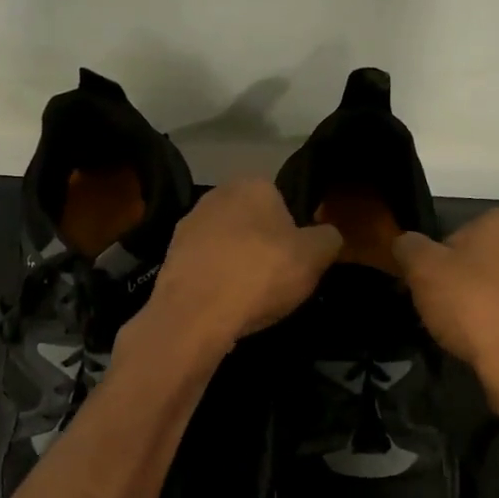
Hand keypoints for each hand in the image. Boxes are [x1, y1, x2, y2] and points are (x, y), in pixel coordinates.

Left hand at [143, 178, 342, 354]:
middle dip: (263, 247)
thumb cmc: (261, 275)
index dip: (294, 233)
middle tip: (276, 281)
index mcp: (253, 184)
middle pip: (252, 223)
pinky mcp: (169, 257)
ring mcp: (187, 226)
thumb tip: (327, 235)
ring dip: (237, 266)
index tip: (297, 262)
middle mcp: (215, 195)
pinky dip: (215, 283)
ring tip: (249, 299)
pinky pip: (205, 268)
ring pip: (226, 246)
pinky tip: (223, 306)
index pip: (283, 202)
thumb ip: (328, 238)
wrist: (195, 313)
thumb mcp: (315, 256)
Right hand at [393, 208, 498, 424]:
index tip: (428, 291)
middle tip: (444, 313)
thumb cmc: (473, 306)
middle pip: (483, 261)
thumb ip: (409, 247)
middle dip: (463, 283)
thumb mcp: (422, 270)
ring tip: (469, 335)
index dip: (436, 265)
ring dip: (486, 304)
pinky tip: (493, 345)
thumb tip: (406, 242)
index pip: (456, 235)